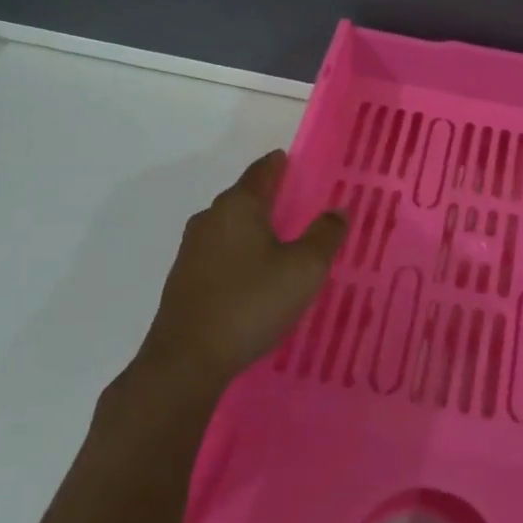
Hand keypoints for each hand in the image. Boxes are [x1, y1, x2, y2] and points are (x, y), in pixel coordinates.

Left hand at [137, 151, 346, 396]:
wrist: (187, 360)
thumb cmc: (251, 302)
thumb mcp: (304, 269)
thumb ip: (325, 235)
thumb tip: (338, 209)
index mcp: (238, 205)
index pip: (262, 171)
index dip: (279, 164)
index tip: (293, 162)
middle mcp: (210, 218)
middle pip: (243, 197)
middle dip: (268, 197)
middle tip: (297, 204)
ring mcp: (192, 250)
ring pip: (229, 227)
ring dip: (253, 228)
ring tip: (279, 241)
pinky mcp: (184, 280)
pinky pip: (219, 253)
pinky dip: (239, 254)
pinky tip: (253, 275)